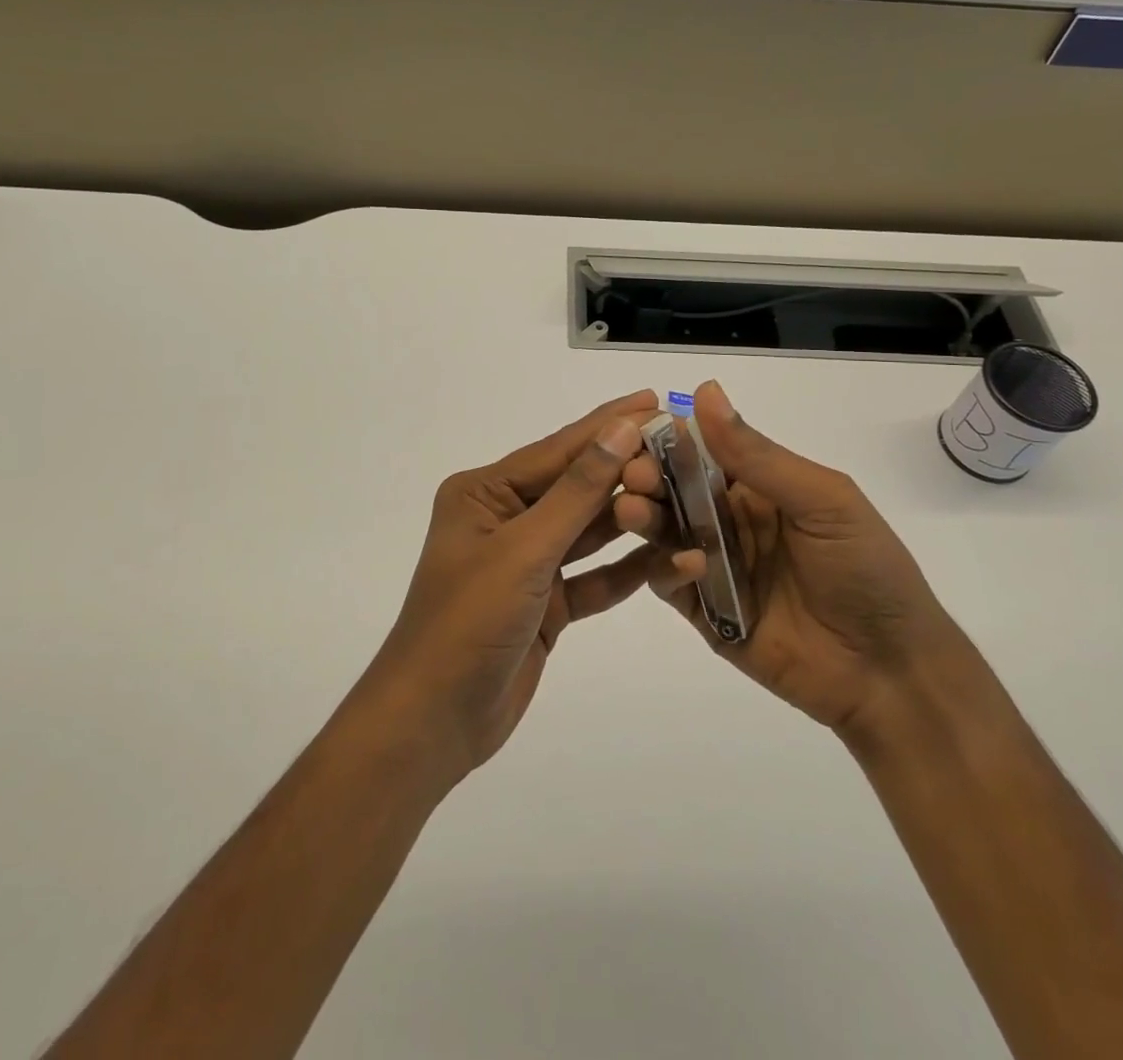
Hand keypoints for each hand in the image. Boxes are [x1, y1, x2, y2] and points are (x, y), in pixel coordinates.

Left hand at [360, 391, 668, 782]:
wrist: (435, 721)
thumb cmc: (468, 622)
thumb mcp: (524, 550)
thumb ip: (577, 491)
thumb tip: (620, 429)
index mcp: (484, 493)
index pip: (557, 450)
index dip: (608, 425)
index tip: (655, 401)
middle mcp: (506, 519)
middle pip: (577, 486)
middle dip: (627, 470)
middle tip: (685, 448)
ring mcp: (528, 562)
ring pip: (590, 531)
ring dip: (633, 518)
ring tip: (687, 494)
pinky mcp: (547, 603)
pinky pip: (595, 577)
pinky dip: (628, 570)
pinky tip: (672, 557)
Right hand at [615, 380, 958, 739]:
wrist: (890, 672)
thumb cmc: (866, 569)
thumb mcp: (822, 500)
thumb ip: (758, 455)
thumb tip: (705, 391)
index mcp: (757, 487)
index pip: (700, 451)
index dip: (669, 439)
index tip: (637, 431)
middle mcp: (728, 520)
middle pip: (672, 490)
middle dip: (647, 477)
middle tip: (632, 475)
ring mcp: (713, 565)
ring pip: (662, 532)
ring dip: (643, 517)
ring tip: (631, 511)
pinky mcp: (704, 610)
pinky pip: (669, 582)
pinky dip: (667, 569)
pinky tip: (688, 564)